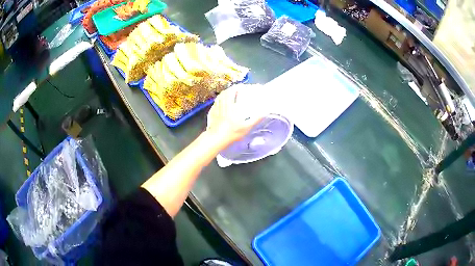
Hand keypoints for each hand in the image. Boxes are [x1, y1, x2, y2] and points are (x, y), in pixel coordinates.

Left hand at [206, 85, 264, 149]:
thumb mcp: (247, 127)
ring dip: (226, 92)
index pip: (236, 93)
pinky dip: (220, 98)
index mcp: (234, 107)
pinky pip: (216, 101)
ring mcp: (218, 107)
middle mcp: (225, 104)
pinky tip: (221, 100)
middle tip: (237, 88)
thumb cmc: (232, 133)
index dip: (240, 88)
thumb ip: (255, 119)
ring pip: (221, 95)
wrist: (217, 138)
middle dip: (233, 88)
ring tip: (230, 91)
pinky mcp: (213, 112)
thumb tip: (264, 112)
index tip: (244, 86)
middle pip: (228, 92)